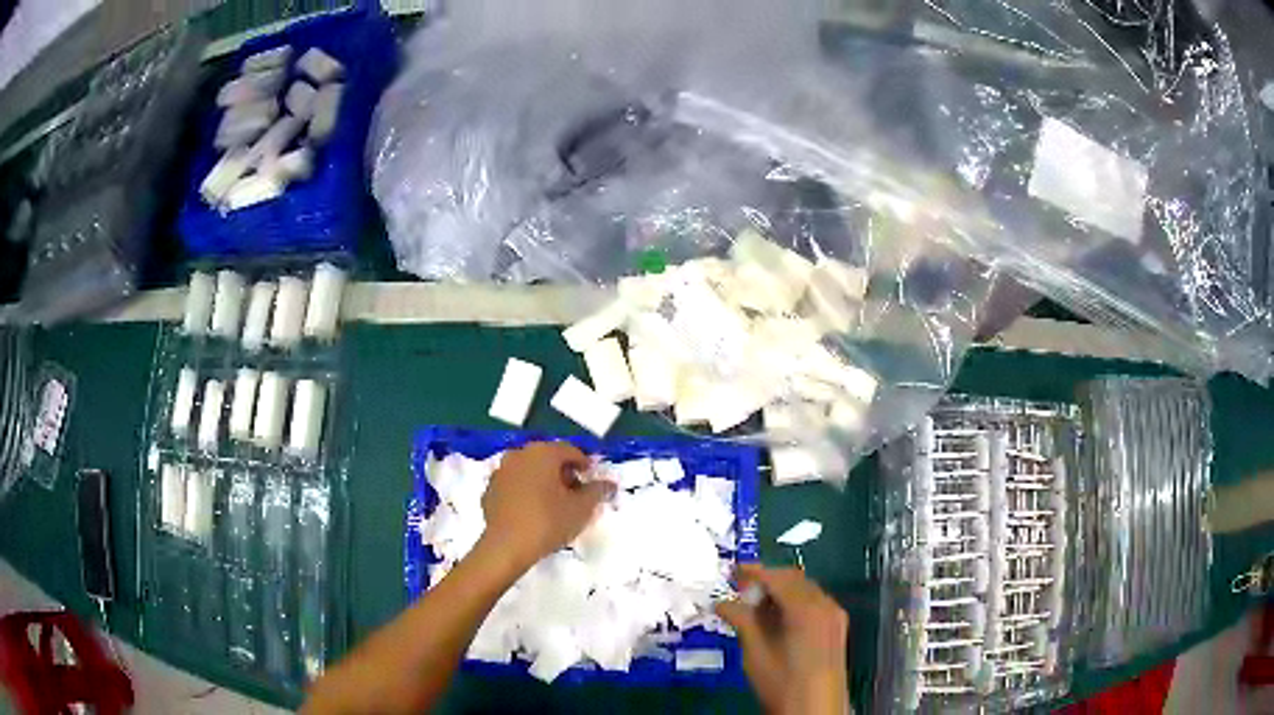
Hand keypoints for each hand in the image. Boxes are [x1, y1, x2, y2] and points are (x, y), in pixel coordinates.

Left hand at [478, 441, 611, 572]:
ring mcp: (501, 472)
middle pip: (547, 458)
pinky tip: (532, 511)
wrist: (507, 547)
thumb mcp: (581, 508)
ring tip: (554, 504)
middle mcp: (519, 455)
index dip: (584, 464)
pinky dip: (525, 492)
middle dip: (563, 473)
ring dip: (542, 481)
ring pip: (528, 470)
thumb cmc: (548, 522)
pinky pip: (514, 485)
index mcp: (542, 453)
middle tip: (575, 494)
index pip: (570, 450)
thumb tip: (608, 483)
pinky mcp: (489, 490)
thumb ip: (597, 491)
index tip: (591, 481)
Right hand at [716, 565, 849, 714]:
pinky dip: (794, 603)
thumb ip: (742, 620)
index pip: (777, 577)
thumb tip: (722, 603)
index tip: (733, 570)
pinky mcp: (837, 628)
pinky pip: (814, 603)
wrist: (815, 709)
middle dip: (768, 580)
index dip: (754, 572)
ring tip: (755, 605)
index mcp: (806, 607)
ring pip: (806, 591)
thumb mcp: (755, 651)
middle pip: (795, 580)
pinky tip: (777, 618)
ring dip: (781, 592)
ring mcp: (835, 616)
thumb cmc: (782, 682)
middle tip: (741, 589)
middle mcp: (826, 604)